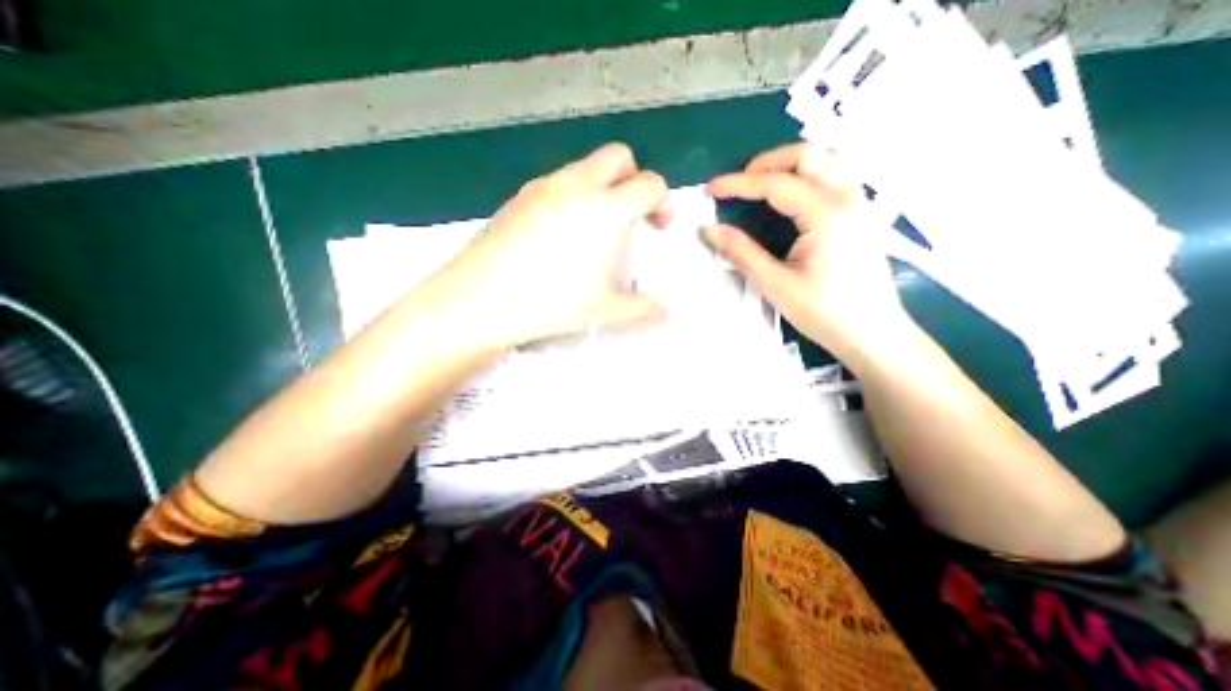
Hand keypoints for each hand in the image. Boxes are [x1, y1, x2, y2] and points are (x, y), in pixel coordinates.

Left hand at [430, 145, 668, 351]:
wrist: (482, 298)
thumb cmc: (552, 301)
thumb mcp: (604, 308)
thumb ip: (641, 307)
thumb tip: (666, 312)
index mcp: (606, 209)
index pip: (650, 184)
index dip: (662, 201)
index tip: (658, 225)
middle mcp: (577, 186)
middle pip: (618, 156)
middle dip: (633, 178)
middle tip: (629, 214)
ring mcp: (544, 186)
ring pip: (584, 166)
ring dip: (601, 185)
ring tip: (593, 226)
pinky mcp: (519, 195)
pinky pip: (556, 182)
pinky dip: (571, 194)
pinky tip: (560, 231)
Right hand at [702, 140, 910, 366]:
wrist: (873, 333)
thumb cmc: (824, 312)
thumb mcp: (776, 285)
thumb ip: (742, 253)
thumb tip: (710, 230)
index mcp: (826, 215)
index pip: (776, 184)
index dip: (739, 183)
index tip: (711, 188)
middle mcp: (849, 197)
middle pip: (809, 154)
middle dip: (767, 162)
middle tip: (739, 183)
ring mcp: (862, 202)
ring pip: (828, 158)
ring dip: (792, 163)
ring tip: (763, 183)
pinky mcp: (864, 213)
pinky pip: (839, 174)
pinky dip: (811, 173)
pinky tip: (795, 194)